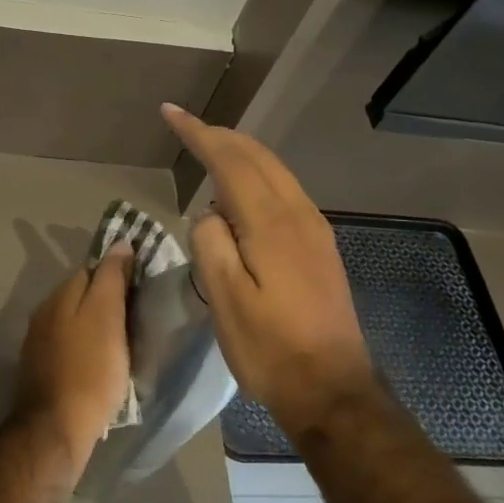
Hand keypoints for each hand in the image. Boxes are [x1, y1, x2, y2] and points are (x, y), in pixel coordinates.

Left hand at [14, 244, 134, 458]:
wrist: (57, 428)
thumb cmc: (90, 370)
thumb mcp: (107, 317)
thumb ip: (111, 278)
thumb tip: (120, 244)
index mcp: (60, 296)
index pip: (92, 269)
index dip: (117, 274)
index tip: (141, 287)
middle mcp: (45, 312)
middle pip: (81, 294)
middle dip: (106, 299)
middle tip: (136, 315)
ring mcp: (40, 342)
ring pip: (75, 320)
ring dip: (96, 324)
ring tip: (124, 340)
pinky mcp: (42, 368)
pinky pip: (70, 345)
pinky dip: (87, 346)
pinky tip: (102, 361)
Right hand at [162, 103, 372, 427]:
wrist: (333, 389)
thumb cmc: (270, 348)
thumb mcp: (226, 299)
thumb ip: (211, 244)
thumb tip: (210, 214)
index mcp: (272, 223)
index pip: (230, 161)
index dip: (199, 133)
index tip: (170, 113)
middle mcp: (299, 215)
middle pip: (258, 157)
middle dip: (221, 136)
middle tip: (187, 127)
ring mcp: (315, 230)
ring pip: (275, 172)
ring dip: (241, 154)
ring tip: (209, 150)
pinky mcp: (320, 247)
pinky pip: (284, 192)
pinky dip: (257, 177)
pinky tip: (240, 194)